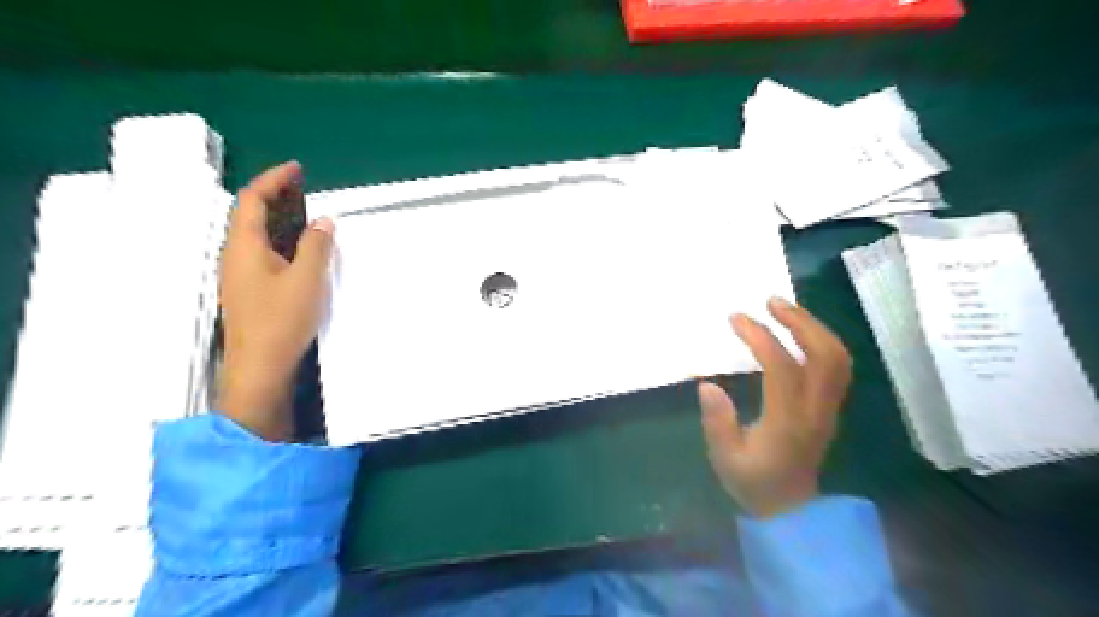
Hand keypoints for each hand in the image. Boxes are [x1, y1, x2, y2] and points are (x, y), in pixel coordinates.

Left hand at [218, 161, 332, 440]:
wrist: (260, 367)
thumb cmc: (281, 320)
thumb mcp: (306, 279)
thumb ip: (316, 246)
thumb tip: (323, 222)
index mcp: (243, 247)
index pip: (251, 200)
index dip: (273, 180)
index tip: (297, 170)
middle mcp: (235, 256)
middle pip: (249, 215)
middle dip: (275, 196)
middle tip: (304, 189)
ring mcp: (241, 275)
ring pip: (256, 235)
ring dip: (279, 219)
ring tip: (307, 215)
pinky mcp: (251, 290)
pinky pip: (263, 253)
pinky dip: (281, 240)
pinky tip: (302, 250)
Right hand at [698, 297, 852, 516]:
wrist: (790, 510)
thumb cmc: (753, 483)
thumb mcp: (725, 459)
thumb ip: (717, 422)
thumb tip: (707, 383)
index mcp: (788, 422)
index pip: (782, 368)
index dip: (760, 338)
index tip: (735, 319)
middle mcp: (816, 411)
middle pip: (825, 356)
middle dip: (800, 322)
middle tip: (771, 301)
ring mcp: (828, 409)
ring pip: (837, 359)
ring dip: (814, 327)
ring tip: (785, 309)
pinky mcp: (829, 408)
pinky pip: (836, 367)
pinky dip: (821, 341)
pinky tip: (799, 332)